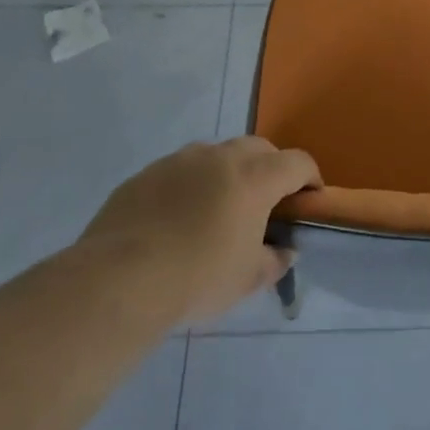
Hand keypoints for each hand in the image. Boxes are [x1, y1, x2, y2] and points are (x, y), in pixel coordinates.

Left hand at [83, 137, 319, 324]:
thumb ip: (274, 260)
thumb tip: (284, 250)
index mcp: (254, 177)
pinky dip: (190, 185)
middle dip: (271, 168)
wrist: (118, 280)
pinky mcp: (145, 174)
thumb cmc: (197, 277)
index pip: (297, 162)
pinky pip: (179, 171)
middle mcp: (219, 157)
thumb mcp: (248, 279)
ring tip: (219, 208)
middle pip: (259, 148)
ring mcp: (178, 161)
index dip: (310, 179)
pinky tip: (178, 219)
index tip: (310, 200)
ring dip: (228, 172)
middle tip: (267, 202)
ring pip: (216, 154)